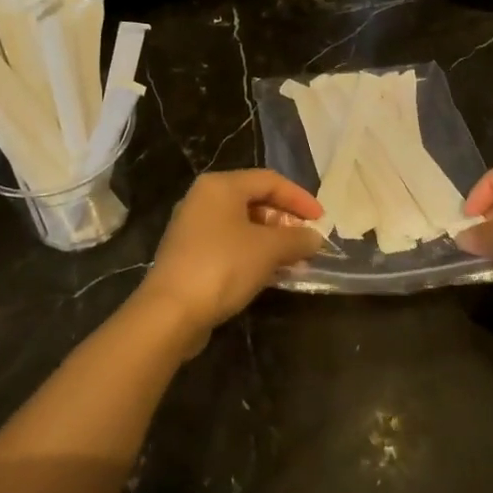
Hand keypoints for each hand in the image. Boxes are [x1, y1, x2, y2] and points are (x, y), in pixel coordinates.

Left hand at [135, 170, 324, 344]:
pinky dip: (254, 254)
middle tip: (309, 242)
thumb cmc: (223, 266)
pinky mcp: (190, 255)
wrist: (170, 312)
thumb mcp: (268, 249)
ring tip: (297, 262)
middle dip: (286, 222)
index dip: (300, 198)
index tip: (322, 220)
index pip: (270, 180)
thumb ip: (296, 239)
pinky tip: (273, 274)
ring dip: (273, 241)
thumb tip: (315, 238)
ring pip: (243, 225)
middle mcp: (204, 199)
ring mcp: (193, 228)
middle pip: (255, 200)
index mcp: (220, 186)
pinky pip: (231, 245)